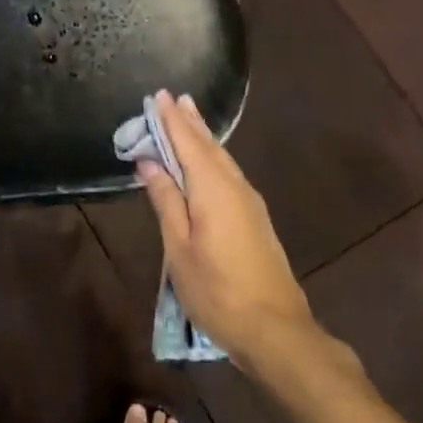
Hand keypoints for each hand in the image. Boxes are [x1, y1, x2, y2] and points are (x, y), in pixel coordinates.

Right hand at [136, 92, 322, 373]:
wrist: (274, 327)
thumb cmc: (216, 290)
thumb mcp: (179, 248)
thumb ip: (166, 201)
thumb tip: (149, 162)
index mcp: (213, 190)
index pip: (188, 144)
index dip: (172, 120)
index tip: (158, 95)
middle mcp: (236, 187)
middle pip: (209, 147)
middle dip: (190, 122)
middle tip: (174, 98)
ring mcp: (251, 203)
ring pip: (223, 160)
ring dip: (203, 138)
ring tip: (188, 118)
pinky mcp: (256, 218)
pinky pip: (230, 175)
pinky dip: (213, 159)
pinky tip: (208, 162)